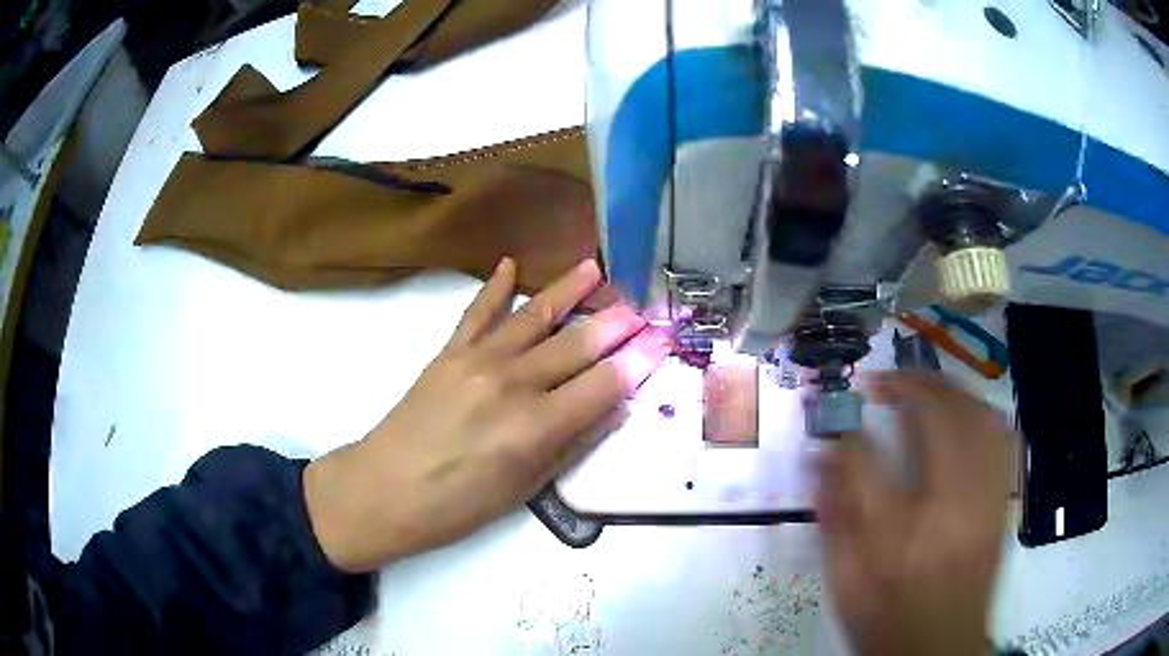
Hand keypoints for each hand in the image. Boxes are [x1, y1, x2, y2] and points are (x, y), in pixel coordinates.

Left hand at [304, 258, 669, 571]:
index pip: (604, 384)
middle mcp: (513, 383)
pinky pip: (477, 313)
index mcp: (537, 425)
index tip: (663, 341)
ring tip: (595, 267)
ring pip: (534, 316)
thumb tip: (613, 408)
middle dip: (615, 323)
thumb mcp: (525, 488)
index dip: (638, 362)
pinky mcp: (448, 353)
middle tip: (642, 306)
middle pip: (576, 344)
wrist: (385, 490)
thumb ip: (572, 444)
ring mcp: (478, 360)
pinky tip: (511, 263)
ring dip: (567, 290)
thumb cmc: (458, 505)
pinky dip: (495, 287)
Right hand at [815, 372, 1015, 655]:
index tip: (837, 420)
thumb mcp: (844, 587)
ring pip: (977, 417)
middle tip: (883, 382)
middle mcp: (948, 510)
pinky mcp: (1002, 502)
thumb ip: (831, 522)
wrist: (943, 650)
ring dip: (948, 391)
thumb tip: (821, 458)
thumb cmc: (888, 623)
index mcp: (896, 539)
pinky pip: (1003, 438)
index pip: (865, 461)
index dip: (847, 432)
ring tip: (923, 386)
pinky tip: (964, 413)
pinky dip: (982, 413)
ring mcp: (984, 501)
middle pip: (937, 419)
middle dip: (906, 385)